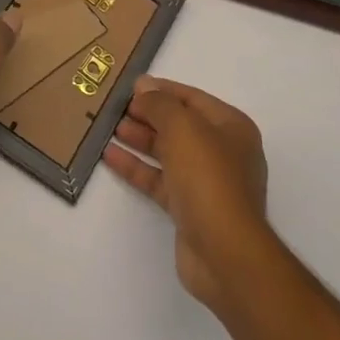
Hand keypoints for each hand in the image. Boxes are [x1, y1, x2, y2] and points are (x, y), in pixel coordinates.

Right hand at [105, 76, 272, 307]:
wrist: (225, 253)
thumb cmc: (208, 178)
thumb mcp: (182, 127)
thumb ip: (160, 103)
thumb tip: (144, 86)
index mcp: (231, 127)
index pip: (192, 98)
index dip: (161, 90)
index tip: (130, 87)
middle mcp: (222, 152)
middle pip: (179, 125)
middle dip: (147, 115)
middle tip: (115, 108)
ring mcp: (206, 182)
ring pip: (167, 152)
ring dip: (139, 139)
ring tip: (108, 127)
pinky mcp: (189, 208)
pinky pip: (159, 179)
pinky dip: (137, 167)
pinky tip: (110, 156)